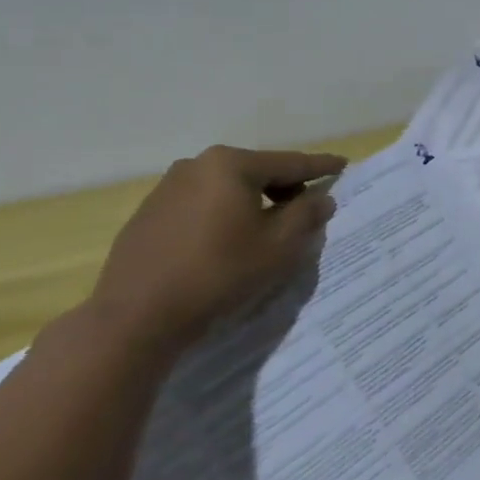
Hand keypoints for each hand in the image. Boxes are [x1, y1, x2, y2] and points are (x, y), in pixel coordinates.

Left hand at [89, 145, 345, 357]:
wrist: (136, 317)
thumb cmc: (220, 273)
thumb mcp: (280, 246)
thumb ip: (307, 215)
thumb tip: (321, 197)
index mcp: (231, 165)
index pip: (290, 163)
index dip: (320, 167)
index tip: (343, 164)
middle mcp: (197, 166)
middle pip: (256, 172)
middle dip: (284, 187)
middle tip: (305, 208)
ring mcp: (167, 189)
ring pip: (226, 189)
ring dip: (252, 203)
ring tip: (266, 230)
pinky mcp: (148, 215)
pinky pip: (200, 206)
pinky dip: (222, 216)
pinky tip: (226, 243)